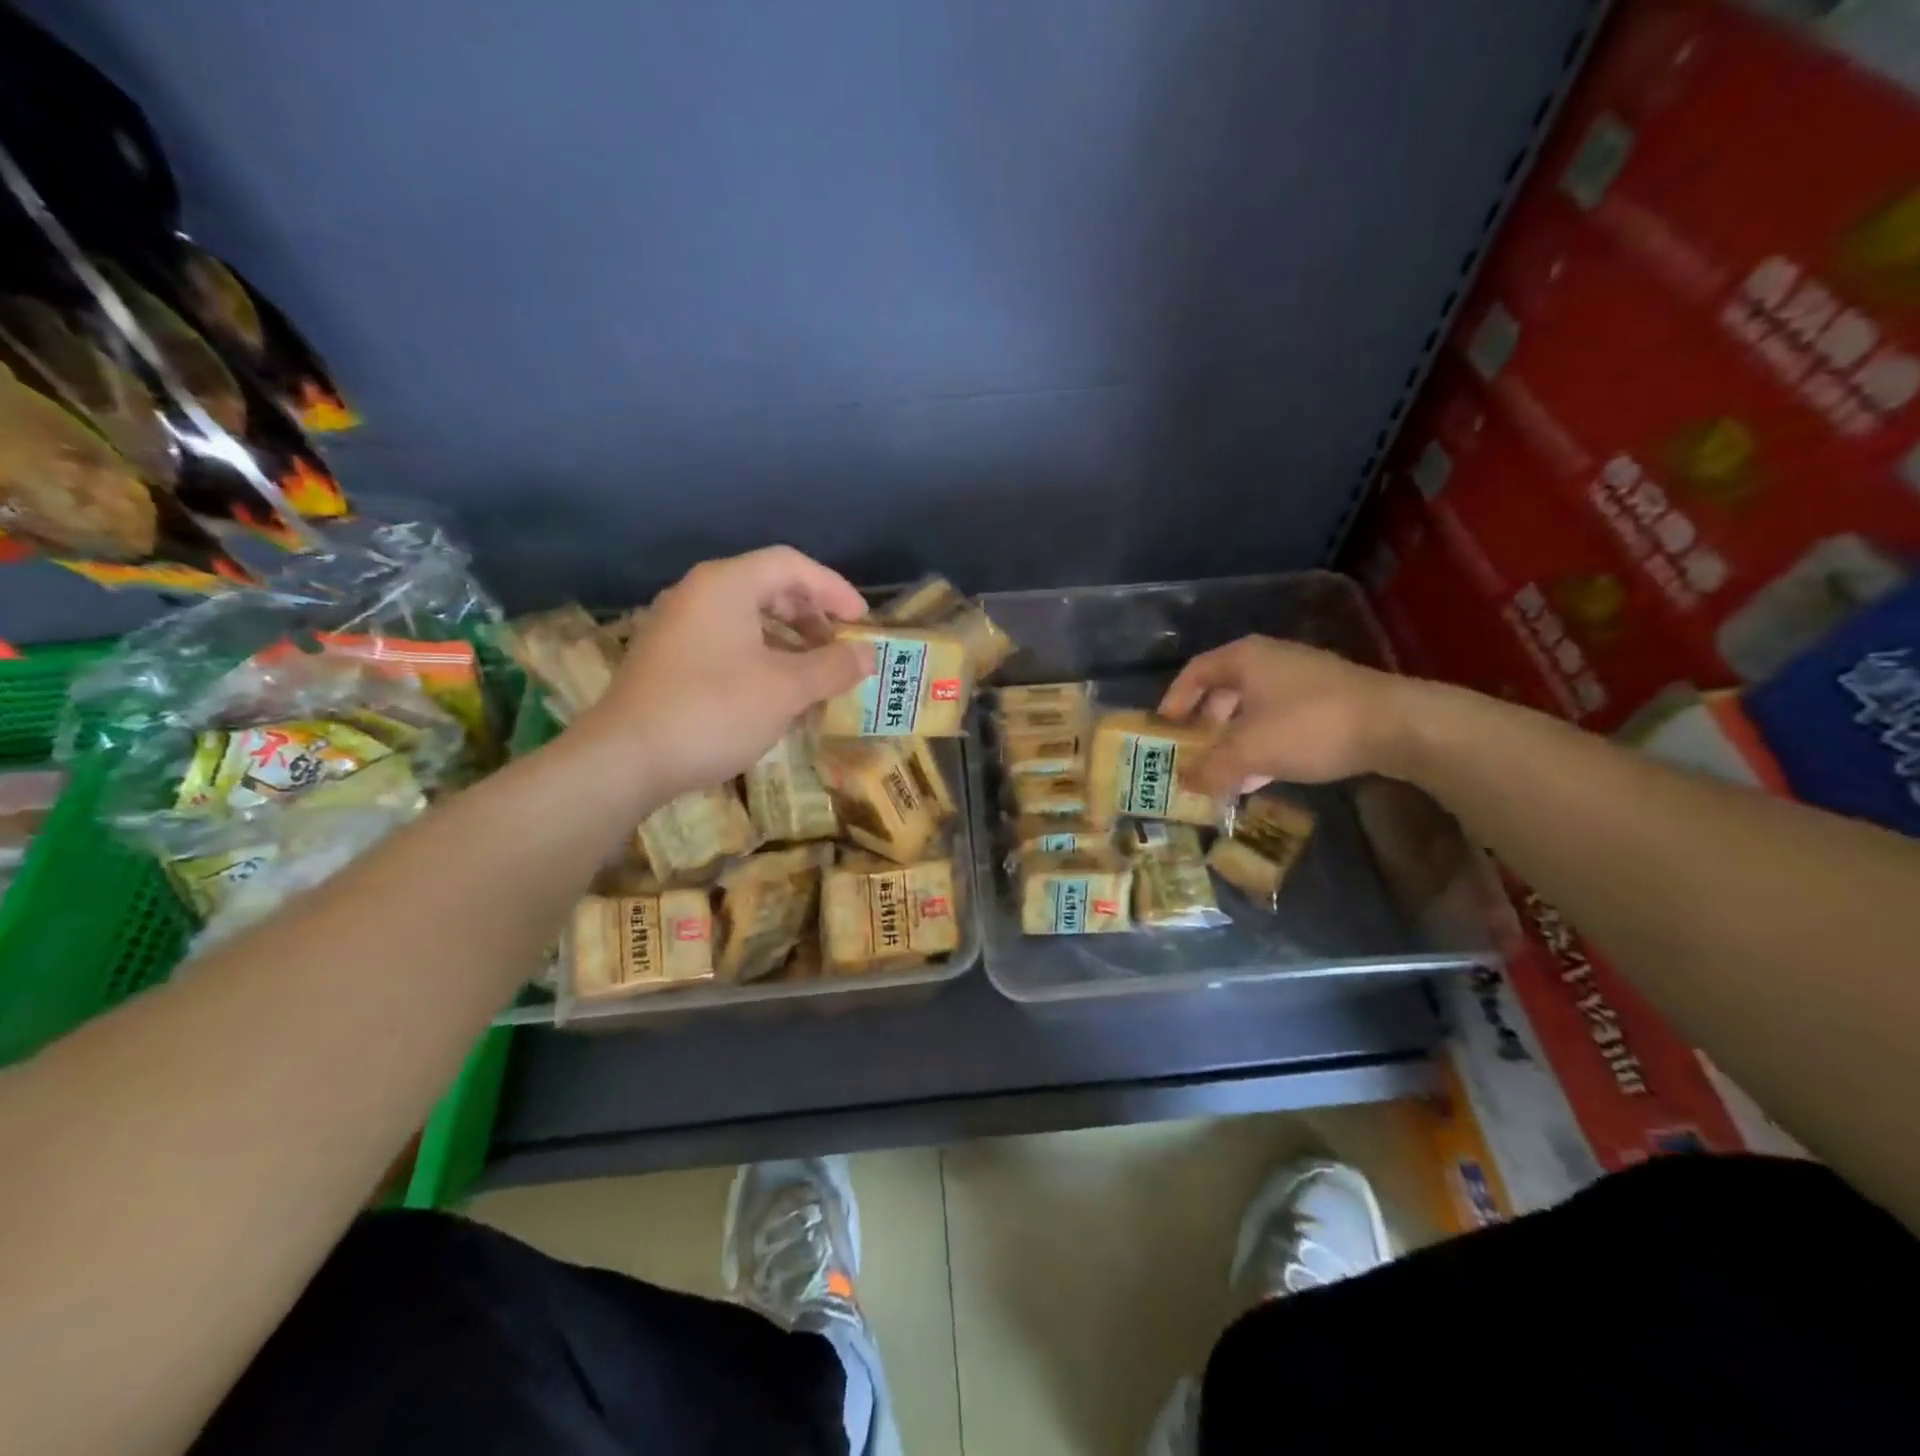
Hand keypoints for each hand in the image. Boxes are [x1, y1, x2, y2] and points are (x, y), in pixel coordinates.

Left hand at [579, 547, 869, 801]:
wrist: (626, 759)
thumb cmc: (714, 711)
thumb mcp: (786, 689)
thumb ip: (833, 667)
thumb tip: (868, 656)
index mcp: (726, 585)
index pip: (791, 565)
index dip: (834, 588)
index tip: (861, 622)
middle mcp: (697, 594)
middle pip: (767, 587)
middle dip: (811, 615)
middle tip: (839, 647)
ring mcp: (676, 626)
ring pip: (746, 618)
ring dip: (788, 640)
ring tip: (814, 673)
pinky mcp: (666, 659)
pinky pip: (726, 642)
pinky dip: (760, 657)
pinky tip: (774, 693)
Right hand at [1159, 636, 1409, 792]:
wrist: (1398, 725)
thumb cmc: (1309, 726)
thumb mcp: (1249, 752)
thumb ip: (1211, 768)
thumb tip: (1185, 783)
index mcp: (1245, 659)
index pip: (1195, 672)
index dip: (1174, 701)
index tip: (1165, 731)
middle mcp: (1271, 661)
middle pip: (1223, 691)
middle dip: (1204, 726)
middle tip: (1193, 754)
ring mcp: (1303, 679)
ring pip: (1253, 709)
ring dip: (1233, 740)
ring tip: (1222, 773)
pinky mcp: (1328, 701)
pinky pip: (1280, 720)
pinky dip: (1262, 744)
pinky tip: (1261, 775)